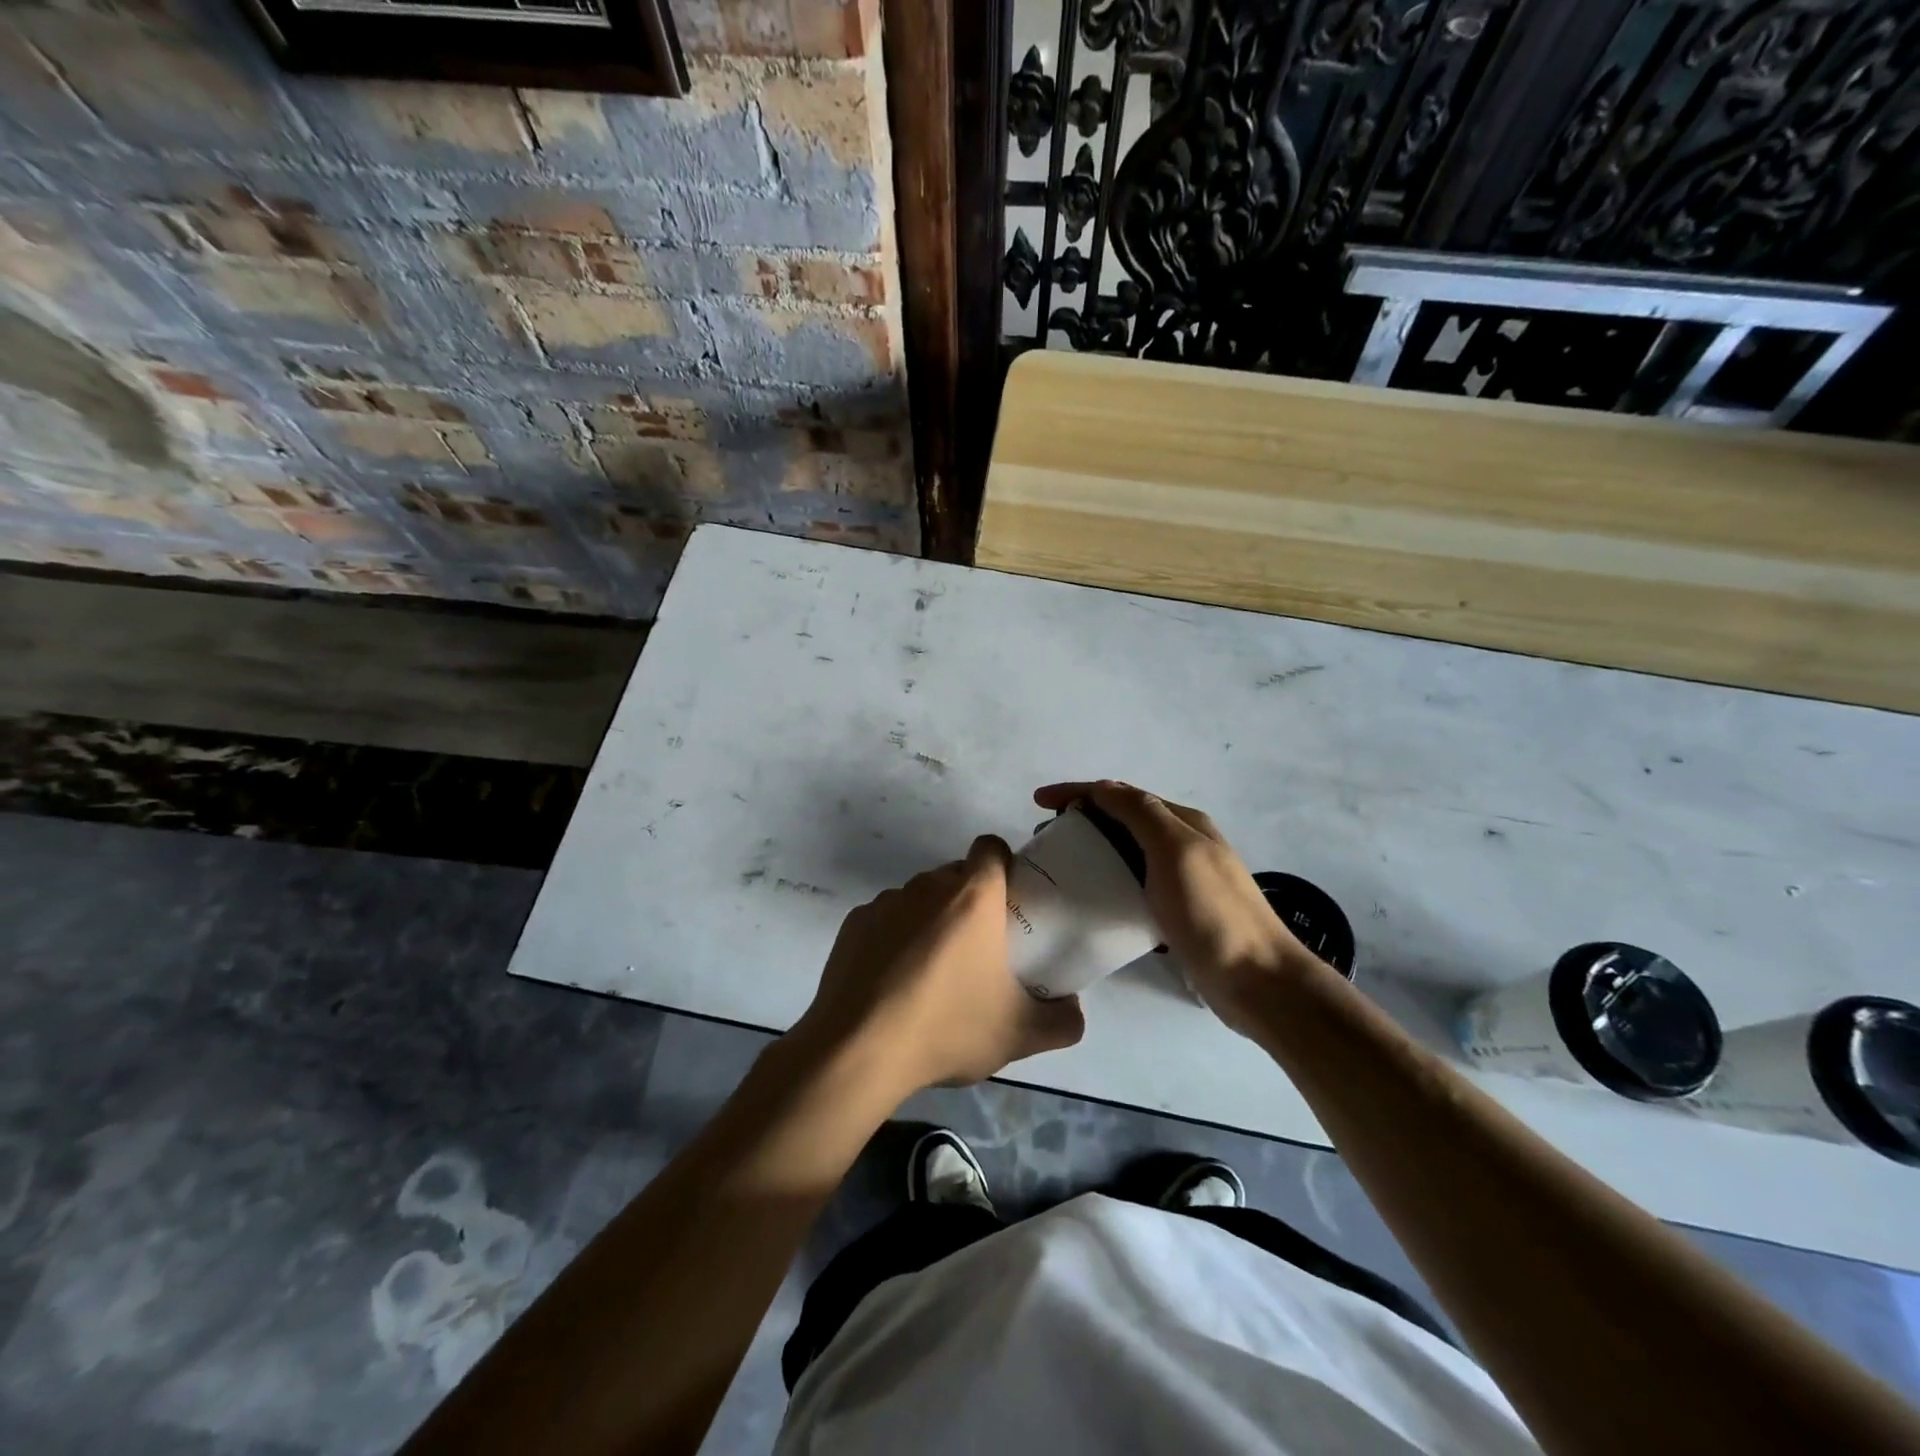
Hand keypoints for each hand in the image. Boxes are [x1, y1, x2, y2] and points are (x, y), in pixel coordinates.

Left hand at [794, 836, 1085, 1094]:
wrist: (858, 1050)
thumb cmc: (948, 1028)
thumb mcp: (1021, 1034)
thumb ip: (1063, 1020)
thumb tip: (1074, 1009)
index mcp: (972, 896)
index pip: (991, 847)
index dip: (1003, 866)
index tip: (1008, 903)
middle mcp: (927, 886)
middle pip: (955, 875)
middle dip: (969, 901)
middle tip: (978, 949)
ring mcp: (885, 902)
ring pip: (919, 898)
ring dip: (930, 920)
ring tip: (932, 973)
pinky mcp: (854, 924)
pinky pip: (885, 919)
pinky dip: (894, 939)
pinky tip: (893, 982)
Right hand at [1035, 780, 1331, 1034]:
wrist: (1257, 980)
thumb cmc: (1213, 912)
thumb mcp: (1176, 851)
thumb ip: (1141, 814)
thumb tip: (1103, 788)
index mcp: (1183, 822)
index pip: (1121, 794)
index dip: (1078, 791)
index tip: (1038, 801)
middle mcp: (1183, 843)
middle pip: (1123, 819)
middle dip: (1082, 819)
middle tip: (1045, 838)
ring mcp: (1182, 878)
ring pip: (1127, 852)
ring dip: (1093, 849)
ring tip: (1060, 865)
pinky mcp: (1177, 911)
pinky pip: (1133, 884)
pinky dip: (1108, 880)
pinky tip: (1091, 898)